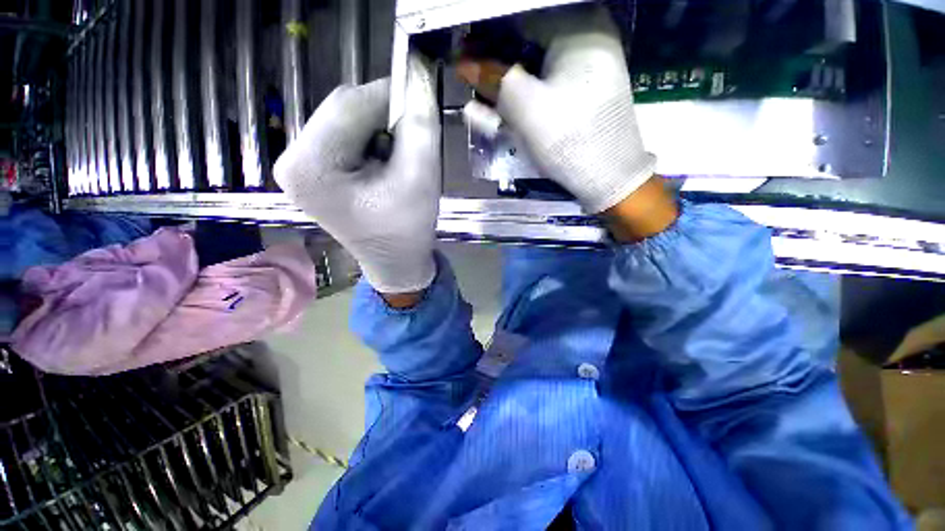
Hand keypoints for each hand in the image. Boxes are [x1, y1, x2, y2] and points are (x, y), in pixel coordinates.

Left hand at [274, 54, 439, 296]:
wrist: (396, 261)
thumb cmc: (408, 230)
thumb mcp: (420, 179)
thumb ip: (421, 126)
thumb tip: (420, 77)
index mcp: (310, 168)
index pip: (348, 105)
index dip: (390, 95)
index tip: (423, 95)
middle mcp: (292, 161)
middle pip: (341, 110)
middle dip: (383, 116)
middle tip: (414, 136)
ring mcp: (299, 166)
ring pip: (343, 120)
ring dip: (378, 129)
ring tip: (399, 158)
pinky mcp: (313, 171)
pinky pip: (342, 136)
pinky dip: (370, 140)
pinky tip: (385, 163)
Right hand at [458, 6, 676, 240]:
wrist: (607, 176)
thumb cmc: (568, 138)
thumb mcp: (525, 107)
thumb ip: (492, 80)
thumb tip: (463, 65)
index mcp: (579, 27)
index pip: (521, 18)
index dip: (487, 34)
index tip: (464, 51)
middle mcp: (585, 39)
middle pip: (528, 41)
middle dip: (495, 59)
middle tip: (469, 74)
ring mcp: (585, 68)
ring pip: (535, 66)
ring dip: (505, 81)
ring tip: (478, 95)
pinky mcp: (581, 93)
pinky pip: (545, 85)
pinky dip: (522, 94)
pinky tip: (499, 107)